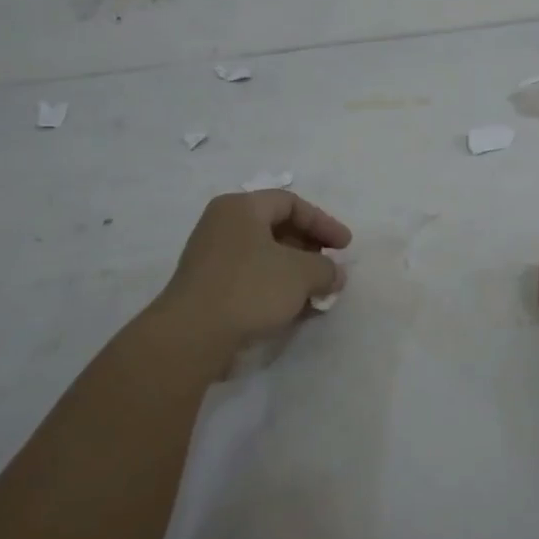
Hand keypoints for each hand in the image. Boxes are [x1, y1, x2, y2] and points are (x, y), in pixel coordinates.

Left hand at [154, 190, 350, 352]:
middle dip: (311, 249)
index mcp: (241, 208)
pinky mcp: (210, 288)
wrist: (193, 335)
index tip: (345, 246)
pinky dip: (277, 289)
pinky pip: (252, 279)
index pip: (291, 203)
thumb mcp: (301, 273)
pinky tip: (297, 310)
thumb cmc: (250, 288)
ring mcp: (213, 258)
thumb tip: (335, 274)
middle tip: (331, 268)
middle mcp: (223, 226)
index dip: (323, 222)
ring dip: (296, 273)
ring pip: (266, 257)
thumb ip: (326, 268)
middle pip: (277, 228)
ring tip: (319, 294)